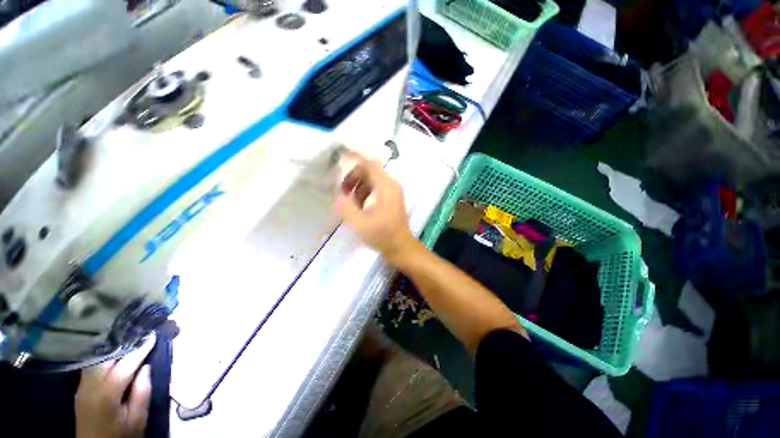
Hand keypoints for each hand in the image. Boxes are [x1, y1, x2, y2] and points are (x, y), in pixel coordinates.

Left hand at [75, 333, 155, 437]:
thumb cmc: (121, 435)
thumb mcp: (137, 418)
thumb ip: (142, 392)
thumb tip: (145, 367)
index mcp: (106, 394)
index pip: (125, 365)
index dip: (140, 349)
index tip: (152, 336)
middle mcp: (90, 386)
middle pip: (105, 358)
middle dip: (122, 345)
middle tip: (138, 335)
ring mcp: (82, 388)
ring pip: (96, 361)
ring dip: (112, 350)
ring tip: (127, 343)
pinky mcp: (80, 390)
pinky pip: (91, 367)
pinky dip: (104, 358)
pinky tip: (113, 357)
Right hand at [336, 157, 416, 263]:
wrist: (401, 247)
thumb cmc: (382, 235)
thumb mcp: (360, 222)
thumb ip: (346, 206)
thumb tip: (338, 194)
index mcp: (386, 186)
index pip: (369, 163)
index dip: (354, 157)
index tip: (339, 156)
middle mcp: (391, 184)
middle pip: (369, 170)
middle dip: (353, 177)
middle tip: (343, 192)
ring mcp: (393, 191)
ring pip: (372, 180)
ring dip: (359, 187)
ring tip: (351, 203)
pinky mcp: (392, 198)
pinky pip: (376, 188)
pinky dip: (365, 193)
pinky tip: (360, 206)